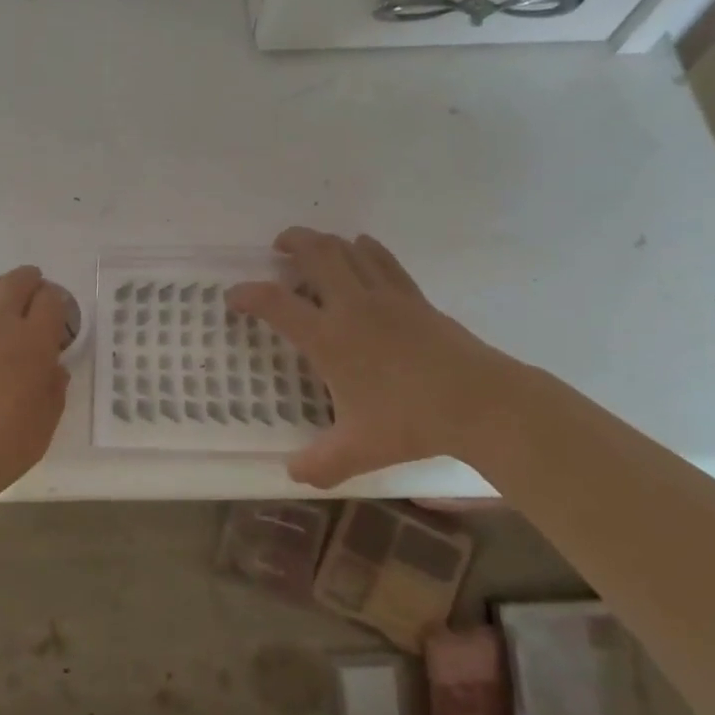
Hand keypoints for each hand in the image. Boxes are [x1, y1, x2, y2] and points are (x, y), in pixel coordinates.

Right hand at [228, 228, 519, 487]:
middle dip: (292, 242)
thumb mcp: (357, 451)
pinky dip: (366, 248)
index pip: (276, 303)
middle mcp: (352, 306)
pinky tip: (361, 248)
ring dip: (326, 242)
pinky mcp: (414, 297)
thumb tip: (292, 473)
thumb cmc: (411, 422)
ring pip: (349, 249)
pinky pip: (383, 260)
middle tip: (278, 247)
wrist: (480, 403)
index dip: (247, 294)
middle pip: (316, 254)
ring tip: (314, 248)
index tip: (233, 297)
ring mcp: (386, 297)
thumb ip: (319, 463)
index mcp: (329, 338)